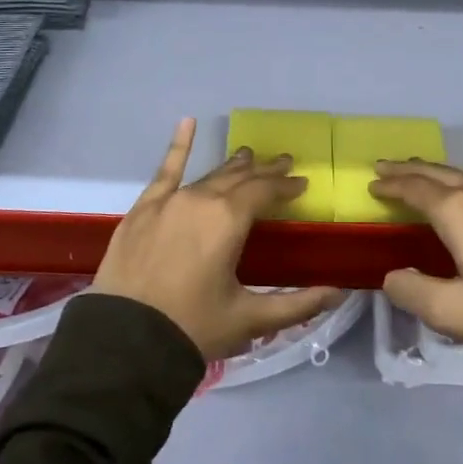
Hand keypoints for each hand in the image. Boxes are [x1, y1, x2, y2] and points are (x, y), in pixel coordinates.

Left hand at [92, 119, 346, 361]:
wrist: (124, 341)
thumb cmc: (193, 328)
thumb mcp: (249, 319)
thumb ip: (297, 304)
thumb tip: (339, 292)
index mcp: (229, 220)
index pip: (265, 192)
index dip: (286, 186)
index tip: (302, 183)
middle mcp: (201, 200)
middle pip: (239, 178)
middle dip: (264, 171)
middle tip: (283, 162)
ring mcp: (169, 201)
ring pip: (209, 176)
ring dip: (232, 166)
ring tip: (248, 155)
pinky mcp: (143, 209)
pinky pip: (165, 171)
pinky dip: (178, 146)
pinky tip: (187, 122)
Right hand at [370, 155, 462, 355]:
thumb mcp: (452, 312)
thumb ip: (412, 291)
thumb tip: (393, 275)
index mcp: (456, 212)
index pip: (414, 190)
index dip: (391, 186)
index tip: (373, 184)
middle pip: (437, 173)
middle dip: (409, 170)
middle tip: (386, 165)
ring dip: (440, 170)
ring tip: (423, 168)